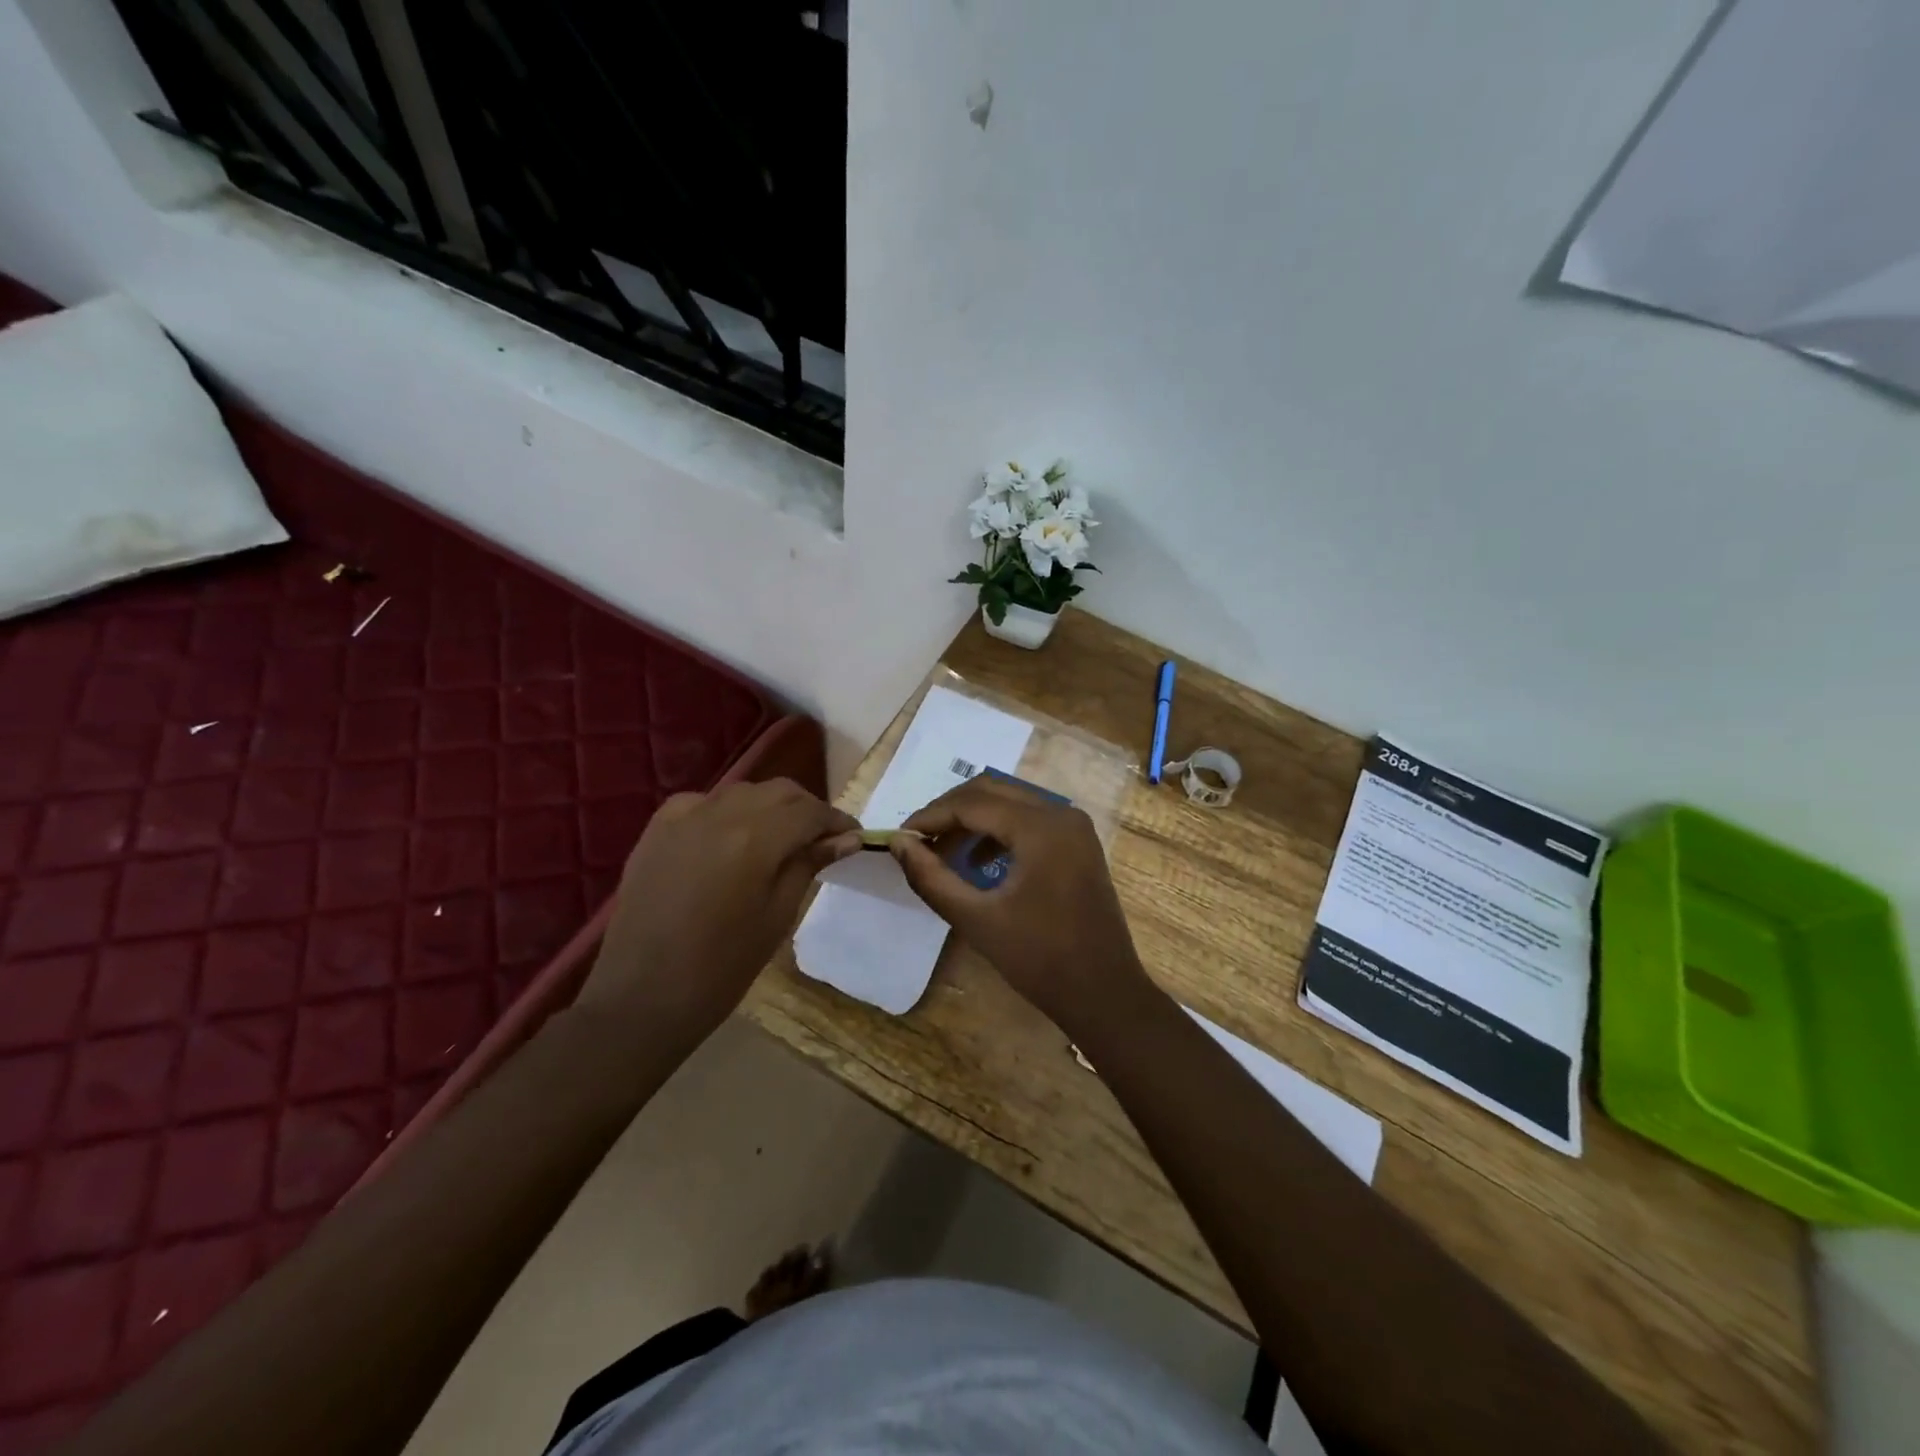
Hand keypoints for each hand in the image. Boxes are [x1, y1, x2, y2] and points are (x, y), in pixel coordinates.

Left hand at [579, 779, 859, 1046]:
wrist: (641, 996)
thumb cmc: (721, 967)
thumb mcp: (778, 916)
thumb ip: (809, 865)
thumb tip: (846, 838)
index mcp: (755, 839)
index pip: (810, 812)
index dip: (837, 821)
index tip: (854, 837)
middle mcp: (720, 814)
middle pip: (779, 792)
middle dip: (806, 809)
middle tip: (821, 840)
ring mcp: (683, 817)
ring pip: (742, 792)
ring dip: (769, 807)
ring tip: (780, 839)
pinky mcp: (657, 829)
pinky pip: (703, 803)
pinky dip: (727, 811)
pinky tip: (730, 837)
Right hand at [892, 776, 1151, 1035]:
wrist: (1104, 993)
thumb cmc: (1039, 959)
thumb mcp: (976, 919)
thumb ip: (931, 877)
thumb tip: (898, 843)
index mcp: (1041, 827)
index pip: (972, 803)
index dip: (931, 816)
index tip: (900, 837)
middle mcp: (1061, 813)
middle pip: (992, 791)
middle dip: (950, 811)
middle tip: (918, 841)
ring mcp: (1074, 827)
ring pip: (1010, 802)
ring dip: (973, 820)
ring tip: (942, 853)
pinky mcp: (1078, 843)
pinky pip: (1029, 820)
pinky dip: (998, 832)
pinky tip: (977, 863)